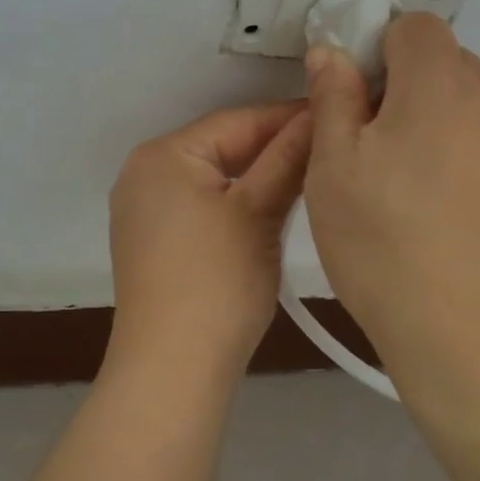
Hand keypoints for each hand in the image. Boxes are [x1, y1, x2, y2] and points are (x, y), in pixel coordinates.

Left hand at [106, 101, 313, 380]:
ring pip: (213, 175)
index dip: (290, 117)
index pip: (237, 120)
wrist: (171, 367)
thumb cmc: (217, 282)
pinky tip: (270, 206)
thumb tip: (319, 113)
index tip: (337, 115)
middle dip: (275, 147)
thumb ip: (288, 158)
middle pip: (221, 145)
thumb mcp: (259, 213)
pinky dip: (234, 200)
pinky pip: (199, 201)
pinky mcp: (150, 238)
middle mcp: (143, 171)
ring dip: (257, 175)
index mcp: (163, 154)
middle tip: (330, 147)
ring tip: (310, 174)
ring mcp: (142, 207)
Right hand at [302, 14, 479, 389]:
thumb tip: (332, 51)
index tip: (366, 106)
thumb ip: (333, 97)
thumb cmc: (385, 244)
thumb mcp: (331, 169)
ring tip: (438, 205)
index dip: (384, 55)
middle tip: (391, 162)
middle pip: (456, 72)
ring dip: (465, 137)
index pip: (416, 28)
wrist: (477, 343)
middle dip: (421, 98)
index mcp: (441, 84)